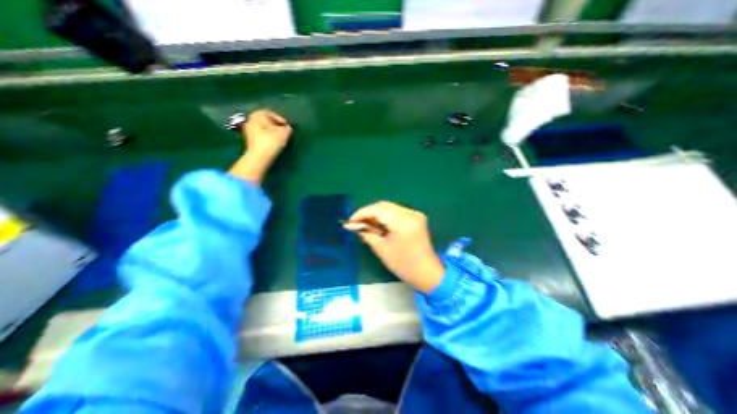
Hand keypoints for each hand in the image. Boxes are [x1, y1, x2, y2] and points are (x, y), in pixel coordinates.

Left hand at [229, 108, 291, 184]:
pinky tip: (273, 143)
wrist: (259, 157)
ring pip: (263, 128)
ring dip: (271, 132)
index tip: (287, 126)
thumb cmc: (271, 141)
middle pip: (265, 121)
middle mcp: (250, 120)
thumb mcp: (284, 133)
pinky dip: (267, 137)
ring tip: (280, 138)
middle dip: (275, 126)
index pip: (270, 113)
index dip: (280, 119)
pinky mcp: (249, 140)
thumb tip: (287, 128)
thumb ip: (287, 129)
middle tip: (284, 131)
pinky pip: (260, 136)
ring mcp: (248, 130)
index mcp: (258, 115)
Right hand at [347, 200, 442, 291]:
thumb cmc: (404, 265)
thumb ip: (367, 234)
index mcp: (403, 221)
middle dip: (368, 213)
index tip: (349, 221)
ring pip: (389, 208)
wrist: (428, 272)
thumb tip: (354, 226)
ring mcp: (415, 214)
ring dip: (376, 214)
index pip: (377, 210)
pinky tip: (378, 225)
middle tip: (356, 223)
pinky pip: (396, 212)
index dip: (361, 213)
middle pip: (383, 206)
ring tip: (365, 225)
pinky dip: (385, 216)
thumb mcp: (382, 249)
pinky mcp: (416, 217)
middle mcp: (410, 213)